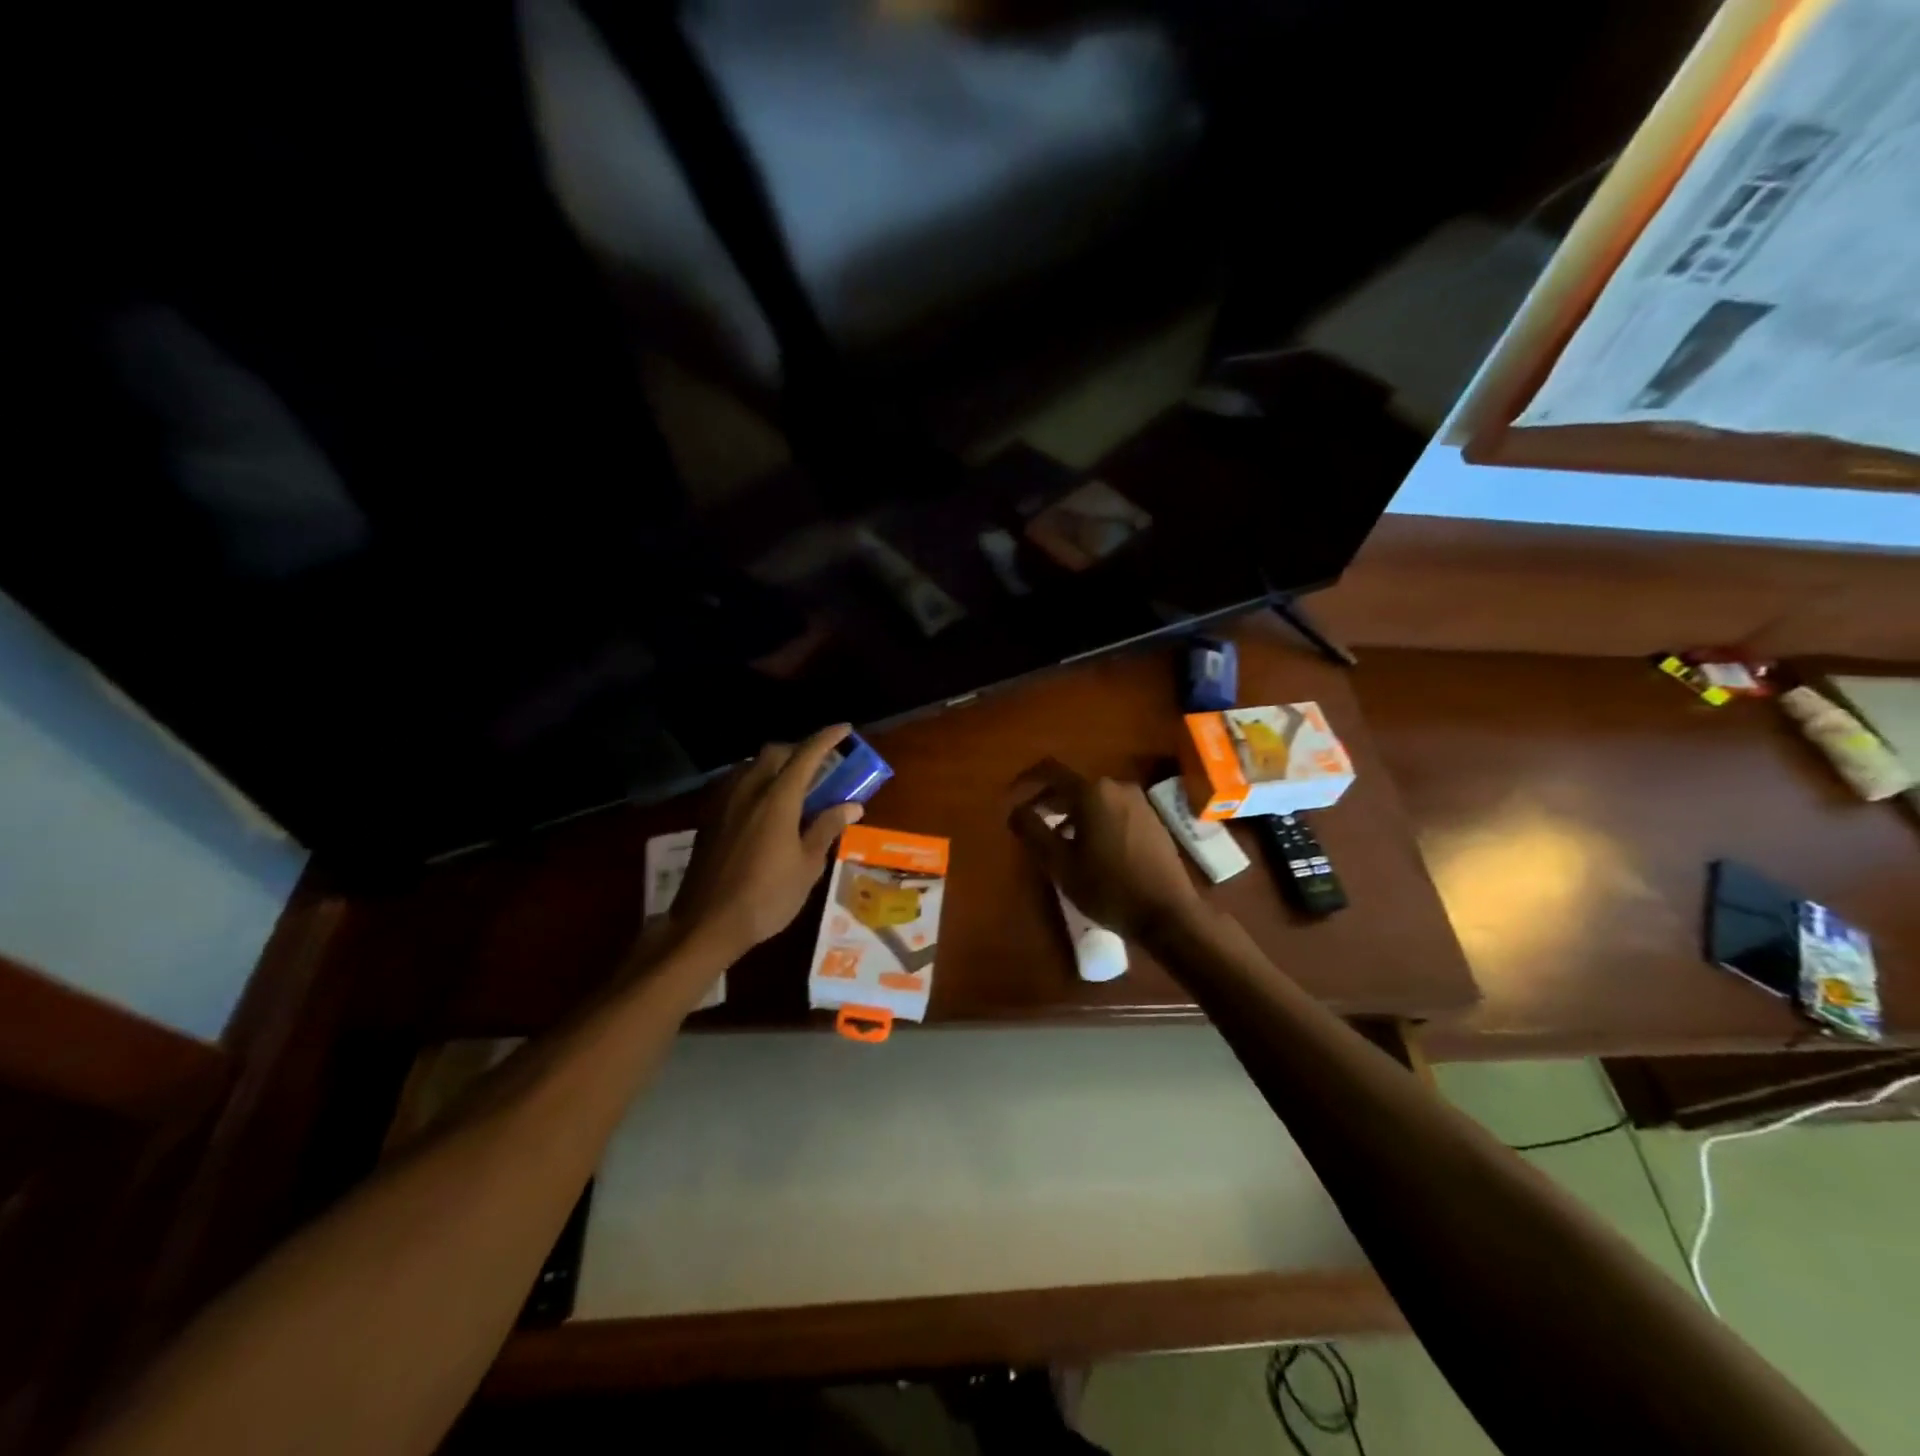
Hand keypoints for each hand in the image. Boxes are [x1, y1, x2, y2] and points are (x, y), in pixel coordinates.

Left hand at [671, 725, 863, 957]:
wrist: (707, 923)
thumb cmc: (767, 897)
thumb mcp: (807, 866)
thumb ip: (827, 828)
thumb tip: (852, 805)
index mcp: (778, 799)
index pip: (806, 755)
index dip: (827, 738)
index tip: (845, 728)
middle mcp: (749, 790)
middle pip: (774, 752)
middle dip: (799, 750)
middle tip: (820, 764)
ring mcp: (724, 802)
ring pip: (751, 765)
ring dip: (775, 764)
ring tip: (792, 784)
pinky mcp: (709, 817)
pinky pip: (735, 783)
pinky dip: (755, 781)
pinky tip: (762, 804)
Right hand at [1007, 759, 1204, 943]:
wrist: (1169, 914)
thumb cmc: (1109, 888)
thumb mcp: (1060, 864)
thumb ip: (1033, 831)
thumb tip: (1015, 811)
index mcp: (1092, 792)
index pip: (1050, 771)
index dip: (1025, 781)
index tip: (1010, 798)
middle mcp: (1117, 787)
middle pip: (1072, 785)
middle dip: (1047, 801)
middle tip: (1029, 823)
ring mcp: (1138, 802)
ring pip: (1093, 799)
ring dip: (1070, 813)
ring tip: (1057, 840)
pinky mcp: (1151, 819)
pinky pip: (1112, 810)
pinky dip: (1093, 820)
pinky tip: (1089, 848)